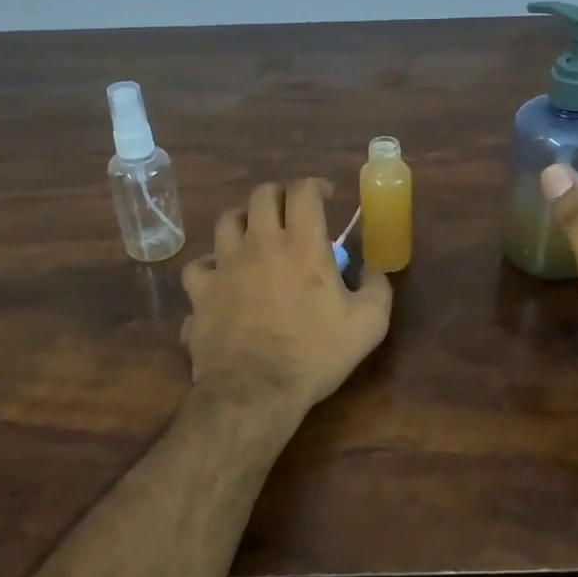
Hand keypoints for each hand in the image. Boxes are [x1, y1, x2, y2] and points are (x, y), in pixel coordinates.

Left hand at [181, 179, 393, 418]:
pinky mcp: (201, 291)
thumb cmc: (314, 354)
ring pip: (227, 220)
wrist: (255, 391)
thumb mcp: (368, 325)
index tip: (326, 195)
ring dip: (244, 220)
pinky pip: (199, 265)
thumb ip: (378, 289)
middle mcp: (260, 244)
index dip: (315, 185)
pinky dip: (211, 265)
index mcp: (302, 245)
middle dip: (279, 195)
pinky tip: (220, 276)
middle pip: (262, 195)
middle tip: (291, 210)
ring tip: (255, 234)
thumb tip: (376, 271)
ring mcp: (225, 265)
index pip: (303, 191)